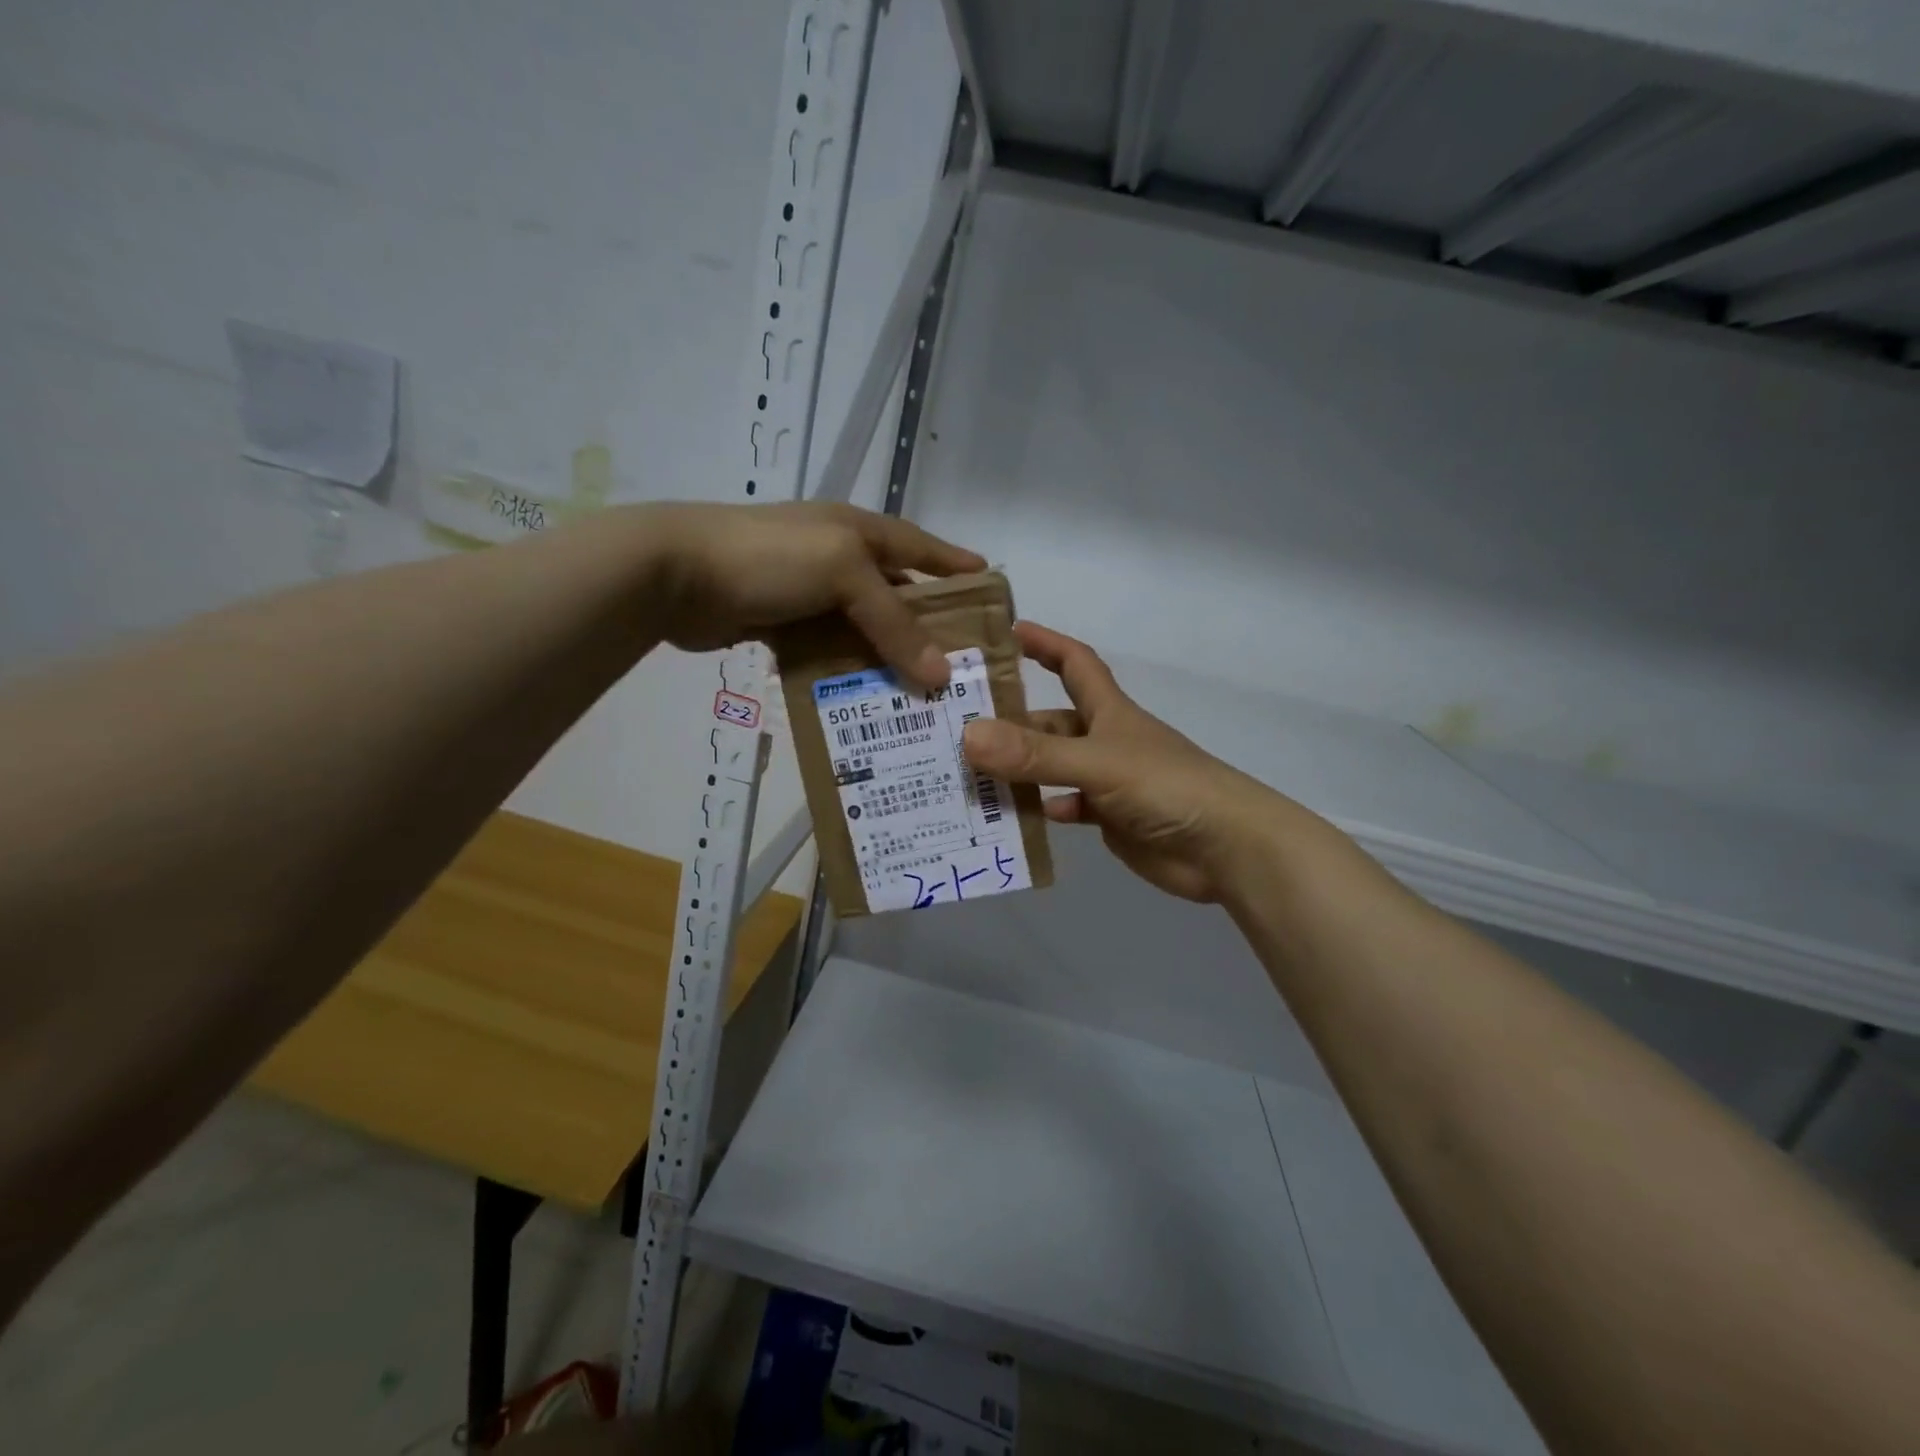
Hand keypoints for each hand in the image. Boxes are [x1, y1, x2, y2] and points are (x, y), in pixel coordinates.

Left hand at [642, 501, 984, 691]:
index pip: (922, 547)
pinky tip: (868, 702)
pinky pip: (829, 652)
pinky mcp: (782, 625)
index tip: (992, 591)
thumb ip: (893, 623)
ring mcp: (809, 593)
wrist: (676, 572)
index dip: (956, 567)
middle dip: (928, 629)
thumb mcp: (843, 574)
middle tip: (962, 669)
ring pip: (864, 630)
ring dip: (889, 660)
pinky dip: (848, 673)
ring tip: (923, 699)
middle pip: (897, 596)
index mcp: (860, 532)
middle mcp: (840, 559)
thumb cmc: (771, 557)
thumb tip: (940, 676)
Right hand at [962, 622, 1307, 902]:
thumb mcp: (1097, 763)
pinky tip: (1014, 818)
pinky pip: (1066, 808)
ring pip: (1053, 768)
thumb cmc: (1167, 786)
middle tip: (959, 730)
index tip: (1007, 634)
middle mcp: (1106, 740)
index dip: (1045, 644)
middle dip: (1012, 722)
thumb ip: (1035, 754)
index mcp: (1109, 712)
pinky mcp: (1111, 819)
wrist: (1225, 848)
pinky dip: (1043, 811)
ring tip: (970, 777)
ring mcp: (1109, 781)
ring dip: (1019, 772)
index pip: (1075, 663)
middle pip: (1052, 723)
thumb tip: (968, 737)